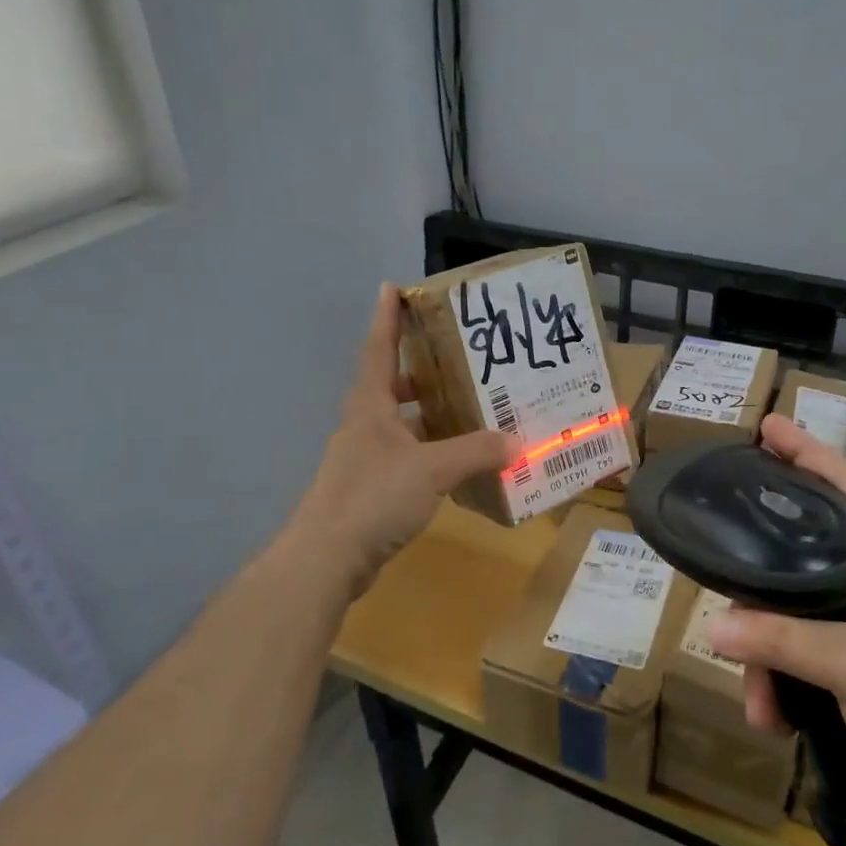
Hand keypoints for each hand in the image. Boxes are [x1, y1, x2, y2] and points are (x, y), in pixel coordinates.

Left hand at [287, 284, 518, 598]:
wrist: (328, 558)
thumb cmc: (373, 497)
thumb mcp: (431, 469)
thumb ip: (475, 452)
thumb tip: (517, 442)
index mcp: (370, 406)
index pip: (379, 349)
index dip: (387, 317)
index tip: (393, 286)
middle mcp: (366, 425)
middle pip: (392, 385)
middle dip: (420, 369)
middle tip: (458, 357)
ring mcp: (367, 458)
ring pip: (403, 424)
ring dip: (431, 414)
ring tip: (472, 407)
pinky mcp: (374, 488)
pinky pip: (409, 457)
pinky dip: (432, 452)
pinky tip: (461, 460)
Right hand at [705, 414, 845, 831]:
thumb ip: (781, 641)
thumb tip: (712, 625)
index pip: (844, 484)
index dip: (806, 450)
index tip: (765, 426)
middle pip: (802, 547)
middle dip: (759, 572)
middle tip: (719, 557)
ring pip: (792, 609)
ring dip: (766, 654)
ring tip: (759, 703)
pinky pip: (798, 650)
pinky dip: (780, 680)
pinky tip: (773, 717)